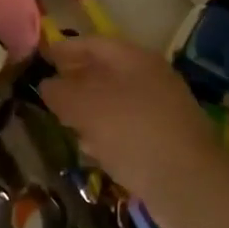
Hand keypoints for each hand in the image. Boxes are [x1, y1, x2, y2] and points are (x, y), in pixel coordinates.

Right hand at [37, 36, 227, 227]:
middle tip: (48, 91)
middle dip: (76, 80)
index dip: (64, 49)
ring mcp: (160, 110)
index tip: (40, 58)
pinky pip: (127, 129)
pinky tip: (90, 149)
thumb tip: (47, 84)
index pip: (93, 44)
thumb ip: (61, 92)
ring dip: (89, 109)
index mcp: (135, 60)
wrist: (189, 183)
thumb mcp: (87, 108)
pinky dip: (106, 133)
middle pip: (105, 72)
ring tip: (63, 120)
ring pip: (116, 102)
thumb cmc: (133, 133)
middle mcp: (150, 79)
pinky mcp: (164, 141)